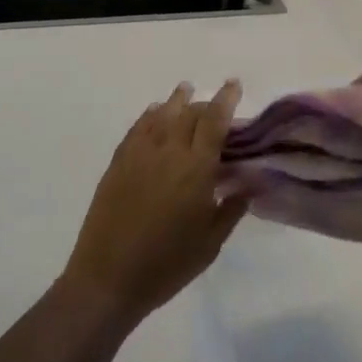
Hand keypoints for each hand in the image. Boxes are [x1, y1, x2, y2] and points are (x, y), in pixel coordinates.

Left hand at [60, 80, 245, 327]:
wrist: (109, 277)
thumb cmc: (168, 264)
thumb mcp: (210, 242)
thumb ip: (232, 208)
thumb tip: (251, 183)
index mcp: (196, 168)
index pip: (214, 121)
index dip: (226, 99)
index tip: (233, 85)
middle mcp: (168, 151)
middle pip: (188, 113)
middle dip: (204, 103)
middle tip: (214, 103)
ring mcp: (139, 154)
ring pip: (161, 115)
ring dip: (176, 101)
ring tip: (184, 91)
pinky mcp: (118, 162)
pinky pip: (137, 128)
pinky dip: (150, 116)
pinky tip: (155, 114)